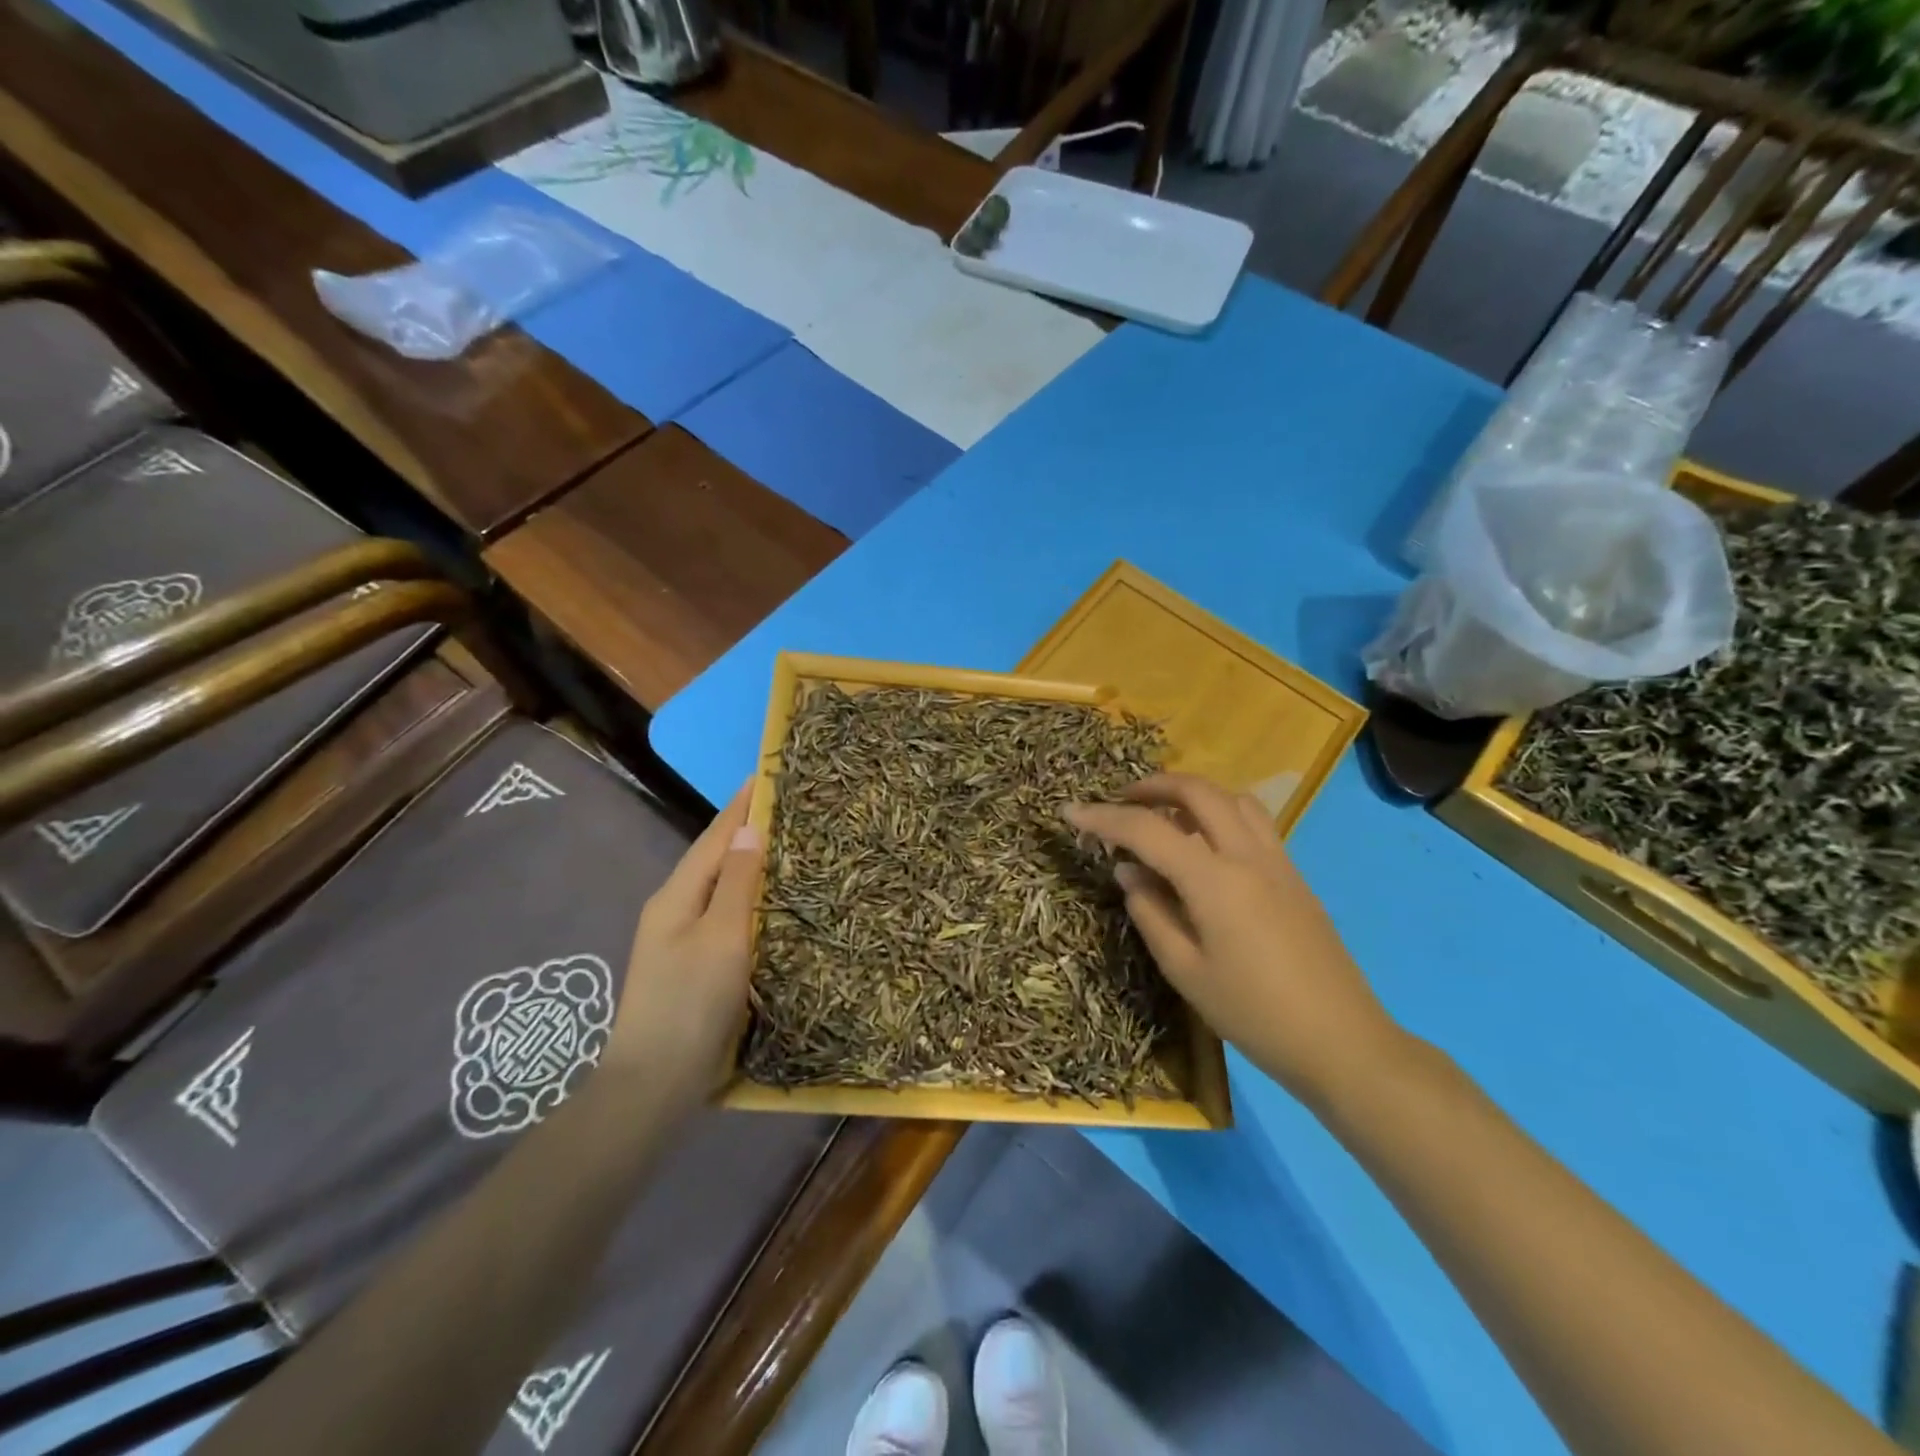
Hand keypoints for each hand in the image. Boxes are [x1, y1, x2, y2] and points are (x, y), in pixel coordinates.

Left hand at [608, 785, 762, 1095]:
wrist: (654, 1084)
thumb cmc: (690, 1004)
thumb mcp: (720, 937)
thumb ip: (736, 882)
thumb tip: (749, 828)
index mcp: (676, 896)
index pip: (715, 837)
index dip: (741, 805)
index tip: (768, 773)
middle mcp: (674, 909)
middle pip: (714, 857)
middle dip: (746, 828)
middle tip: (787, 806)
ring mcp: (680, 939)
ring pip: (720, 886)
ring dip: (748, 861)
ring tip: (785, 843)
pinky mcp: (693, 965)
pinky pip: (724, 914)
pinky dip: (747, 896)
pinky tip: (768, 900)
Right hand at [1065, 773, 1402, 1104]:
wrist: (1342, 1042)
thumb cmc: (1254, 1014)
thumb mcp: (1186, 972)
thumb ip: (1151, 913)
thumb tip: (1128, 872)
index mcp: (1215, 881)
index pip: (1148, 830)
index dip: (1104, 818)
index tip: (1070, 813)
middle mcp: (1248, 855)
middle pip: (1198, 791)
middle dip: (1152, 786)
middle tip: (1120, 802)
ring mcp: (1277, 861)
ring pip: (1231, 798)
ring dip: (1191, 794)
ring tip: (1163, 816)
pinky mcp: (1293, 875)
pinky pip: (1253, 821)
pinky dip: (1219, 812)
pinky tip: (1204, 844)